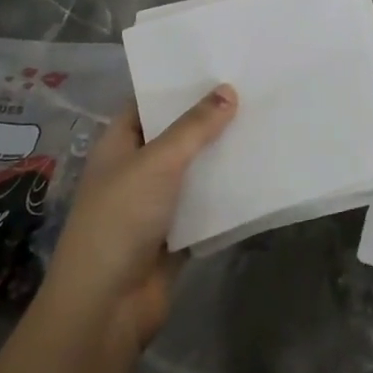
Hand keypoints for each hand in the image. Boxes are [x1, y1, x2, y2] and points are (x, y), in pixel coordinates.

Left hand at [44, 84, 237, 347]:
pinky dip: (228, 193)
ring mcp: (157, 204)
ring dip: (223, 156)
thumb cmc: (120, 220)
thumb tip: (228, 90)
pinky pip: (207, 205)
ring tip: (265, 125)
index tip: (218, 66)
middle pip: (177, 136)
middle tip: (254, 91)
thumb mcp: (157, 163)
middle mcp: (136, 170)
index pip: (148, 104)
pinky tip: (261, 173)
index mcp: (119, 145)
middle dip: (210, 119)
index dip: (177, 86)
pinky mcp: (177, 234)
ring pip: (195, 171)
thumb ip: (194, 127)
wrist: (107, 306)